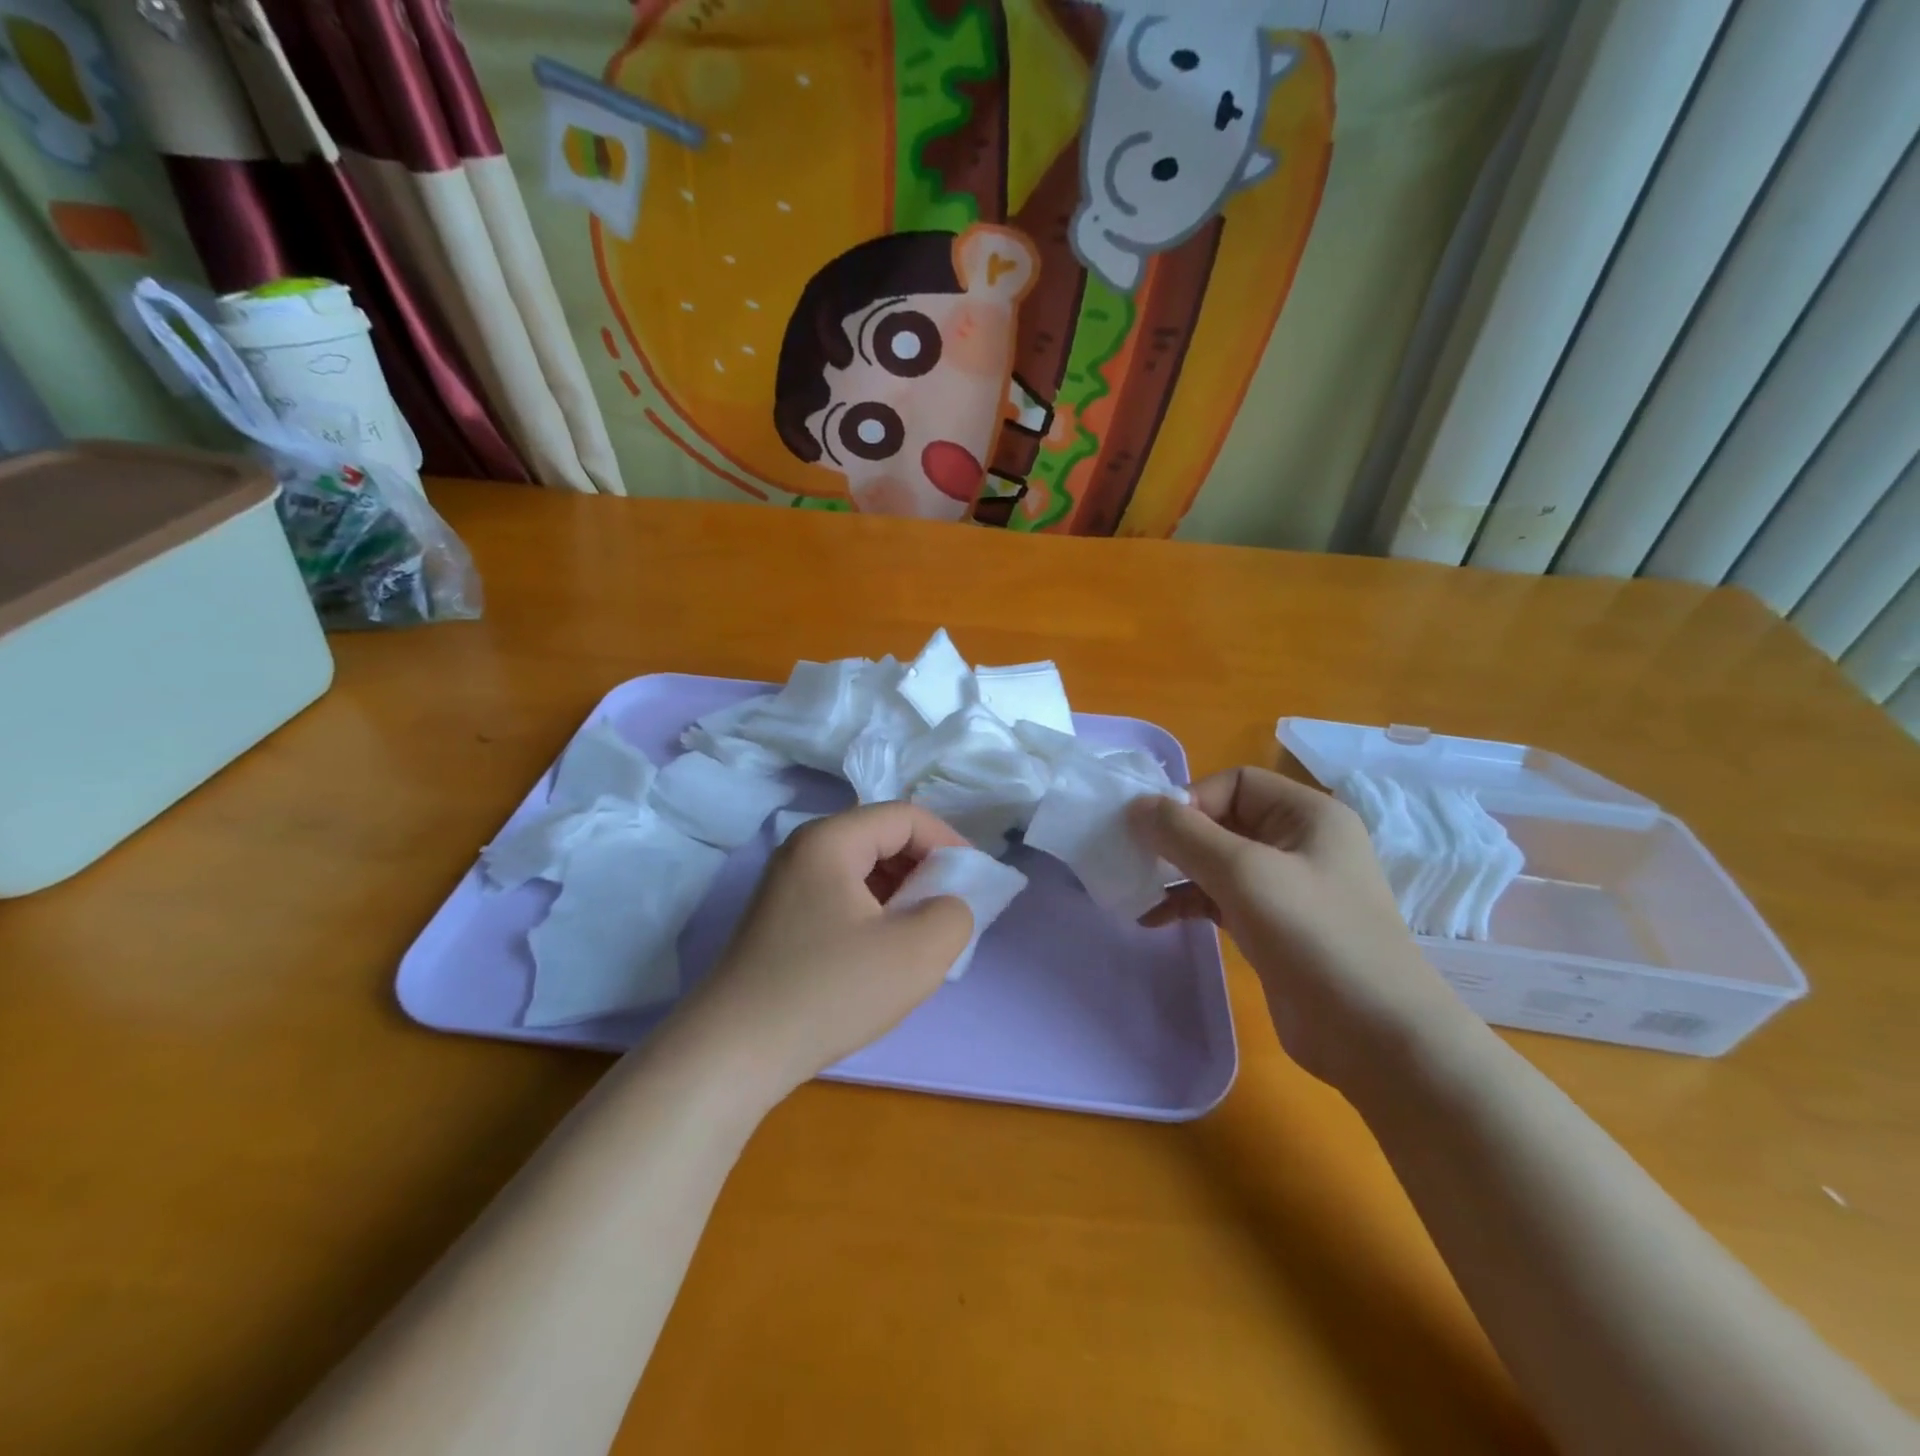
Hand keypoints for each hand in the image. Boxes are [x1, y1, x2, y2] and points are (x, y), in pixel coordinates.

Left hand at [676, 803, 975, 1099]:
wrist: (733, 1053)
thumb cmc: (828, 992)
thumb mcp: (916, 954)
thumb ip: (955, 915)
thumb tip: (948, 906)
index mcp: (830, 840)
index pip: (905, 817)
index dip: (949, 843)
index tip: (975, 884)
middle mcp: (802, 850)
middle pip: (882, 838)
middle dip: (925, 870)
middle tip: (948, 913)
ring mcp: (785, 885)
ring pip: (862, 870)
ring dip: (901, 894)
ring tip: (919, 937)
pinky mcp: (779, 919)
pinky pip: (841, 897)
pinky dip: (874, 913)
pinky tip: (881, 955)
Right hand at [1130, 768, 1466, 1088]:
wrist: (1376, 1036)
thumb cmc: (1314, 936)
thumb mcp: (1244, 873)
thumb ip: (1184, 834)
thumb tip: (1135, 805)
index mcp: (1308, 814)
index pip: (1235, 783)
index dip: (1192, 801)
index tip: (1156, 834)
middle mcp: (1299, 842)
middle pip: (1223, 821)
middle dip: (1178, 838)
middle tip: (1134, 859)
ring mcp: (1287, 887)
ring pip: (1218, 862)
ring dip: (1177, 873)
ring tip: (1136, 889)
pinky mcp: (1273, 926)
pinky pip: (1221, 899)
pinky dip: (1189, 904)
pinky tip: (1153, 919)